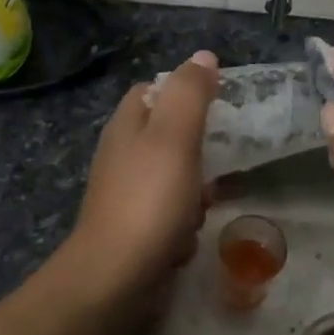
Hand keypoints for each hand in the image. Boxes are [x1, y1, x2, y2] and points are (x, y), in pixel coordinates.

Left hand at [59, 49, 218, 314]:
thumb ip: (190, 93)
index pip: (154, 91)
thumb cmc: (149, 199)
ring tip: (198, 209)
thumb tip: (204, 57)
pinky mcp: (134, 230)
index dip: (185, 93)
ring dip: (194, 196)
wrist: (115, 277)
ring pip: (176, 180)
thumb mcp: (175, 135)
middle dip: (198, 154)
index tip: (217, 107)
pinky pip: (170, 218)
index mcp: (127, 124)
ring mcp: (126, 194)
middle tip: (213, 165)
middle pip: (170, 138)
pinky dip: (181, 228)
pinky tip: (183, 242)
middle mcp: (122, 154)